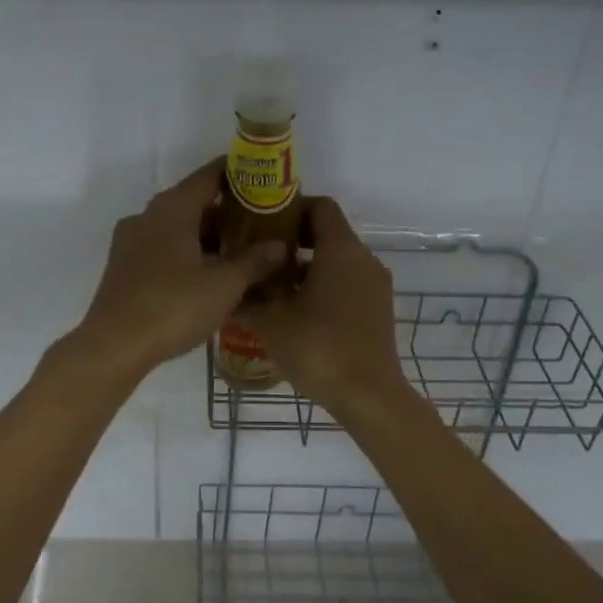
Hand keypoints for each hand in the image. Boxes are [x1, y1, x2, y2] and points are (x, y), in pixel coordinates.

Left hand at [70, 160, 289, 381]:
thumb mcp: (224, 285)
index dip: (239, 174)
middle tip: (263, 224)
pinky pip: (164, 248)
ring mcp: (132, 241)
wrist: (114, 345)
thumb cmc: (173, 306)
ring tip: (242, 252)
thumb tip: (280, 246)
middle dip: (228, 212)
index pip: (210, 175)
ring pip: (178, 228)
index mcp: (173, 208)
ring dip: (208, 236)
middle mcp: (149, 215)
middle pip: (194, 201)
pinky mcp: (124, 266)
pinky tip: (210, 275)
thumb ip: (254, 261)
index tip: (265, 181)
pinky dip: (188, 253)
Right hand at [238, 197, 408, 411]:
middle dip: (291, 240)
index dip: (290, 208)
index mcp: (341, 250)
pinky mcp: (377, 310)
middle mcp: (364, 259)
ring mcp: (375, 286)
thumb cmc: (318, 348)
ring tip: (270, 286)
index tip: (261, 224)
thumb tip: (225, 285)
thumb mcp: (269, 321)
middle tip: (257, 255)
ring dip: (305, 267)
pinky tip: (294, 311)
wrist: (368, 396)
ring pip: (337, 261)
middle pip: (327, 233)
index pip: (320, 206)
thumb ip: (245, 297)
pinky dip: (322, 286)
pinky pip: (347, 283)